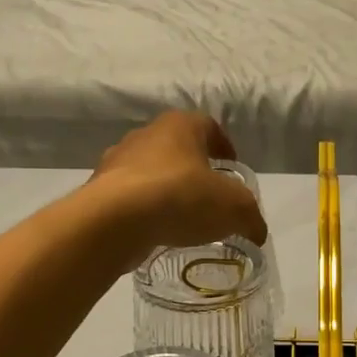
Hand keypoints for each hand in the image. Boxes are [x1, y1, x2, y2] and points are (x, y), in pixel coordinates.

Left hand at [88, 111, 269, 257]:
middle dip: (193, 169)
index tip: (230, 168)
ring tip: (181, 218)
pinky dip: (143, 210)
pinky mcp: (99, 190)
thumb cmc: (181, 197)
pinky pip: (129, 197)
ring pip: (150, 172)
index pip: (209, 126)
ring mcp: (117, 161)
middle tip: (209, 195)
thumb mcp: (234, 208)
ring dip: (165, 189)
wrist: (114, 221)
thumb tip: (257, 231)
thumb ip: (250, 217)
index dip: (223, 146)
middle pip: (177, 148)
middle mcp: (146, 134)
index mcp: (180, 125)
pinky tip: (155, 231)